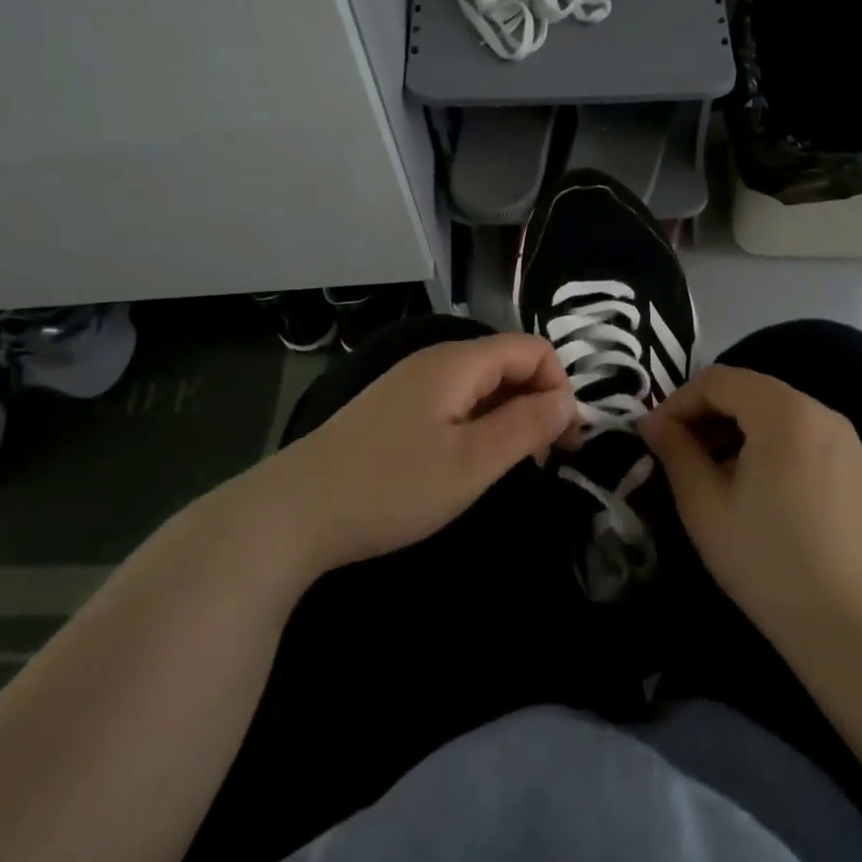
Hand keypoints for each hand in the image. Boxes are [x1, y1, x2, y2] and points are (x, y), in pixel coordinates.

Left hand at [251, 333, 575, 580]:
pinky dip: (478, 425)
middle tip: (546, 459)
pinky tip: (469, 463)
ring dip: (510, 417)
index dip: (560, 387)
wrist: (293, 513)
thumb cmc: (392, 487)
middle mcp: (435, 361)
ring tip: (512, 465)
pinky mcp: (393, 410)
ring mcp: (409, 384)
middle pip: (507, 363)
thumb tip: (568, 402)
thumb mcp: (472, 462)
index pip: (533, 348)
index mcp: (457, 362)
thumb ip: (527, 426)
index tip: (566, 441)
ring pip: (481, 385)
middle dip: (538, 402)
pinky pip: (454, 403)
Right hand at [638, 365, 861, 663]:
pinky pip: (802, 436)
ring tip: (711, 473)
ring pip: (776, 413)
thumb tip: (652, 422)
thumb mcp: (705, 506)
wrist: (853, 629)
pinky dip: (768, 445)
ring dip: (735, 430)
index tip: (654, 437)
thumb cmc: (768, 562)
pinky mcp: (858, 468)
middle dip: (706, 415)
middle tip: (677, 454)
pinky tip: (754, 489)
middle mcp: (821, 412)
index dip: (678, 402)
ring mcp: (846, 440)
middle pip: (750, 391)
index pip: (718, 380)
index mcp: (784, 412)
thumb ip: (675, 453)